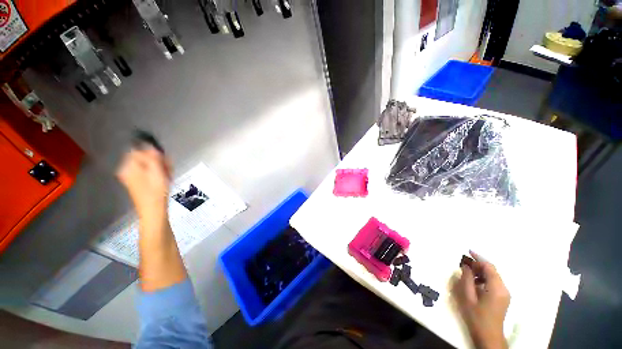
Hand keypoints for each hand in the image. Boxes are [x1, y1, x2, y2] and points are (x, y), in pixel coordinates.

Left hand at [116, 147, 171, 220]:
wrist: (153, 210)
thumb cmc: (156, 191)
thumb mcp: (156, 171)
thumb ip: (152, 157)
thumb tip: (149, 144)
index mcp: (129, 166)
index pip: (140, 150)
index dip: (154, 153)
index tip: (164, 160)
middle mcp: (128, 169)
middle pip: (144, 157)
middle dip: (158, 161)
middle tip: (168, 169)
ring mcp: (132, 176)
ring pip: (148, 165)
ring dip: (160, 168)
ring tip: (168, 176)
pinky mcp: (138, 182)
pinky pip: (148, 172)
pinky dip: (158, 173)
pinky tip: (165, 179)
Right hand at [453, 251, 509, 348]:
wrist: (489, 335)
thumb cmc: (477, 316)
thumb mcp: (468, 297)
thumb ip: (467, 279)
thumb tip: (466, 266)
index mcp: (496, 288)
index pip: (489, 267)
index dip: (479, 258)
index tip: (468, 252)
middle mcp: (504, 288)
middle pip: (492, 271)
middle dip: (479, 265)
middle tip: (464, 264)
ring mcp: (505, 294)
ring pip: (493, 276)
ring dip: (481, 272)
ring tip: (468, 274)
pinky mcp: (503, 298)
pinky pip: (494, 283)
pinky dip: (484, 279)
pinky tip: (475, 283)